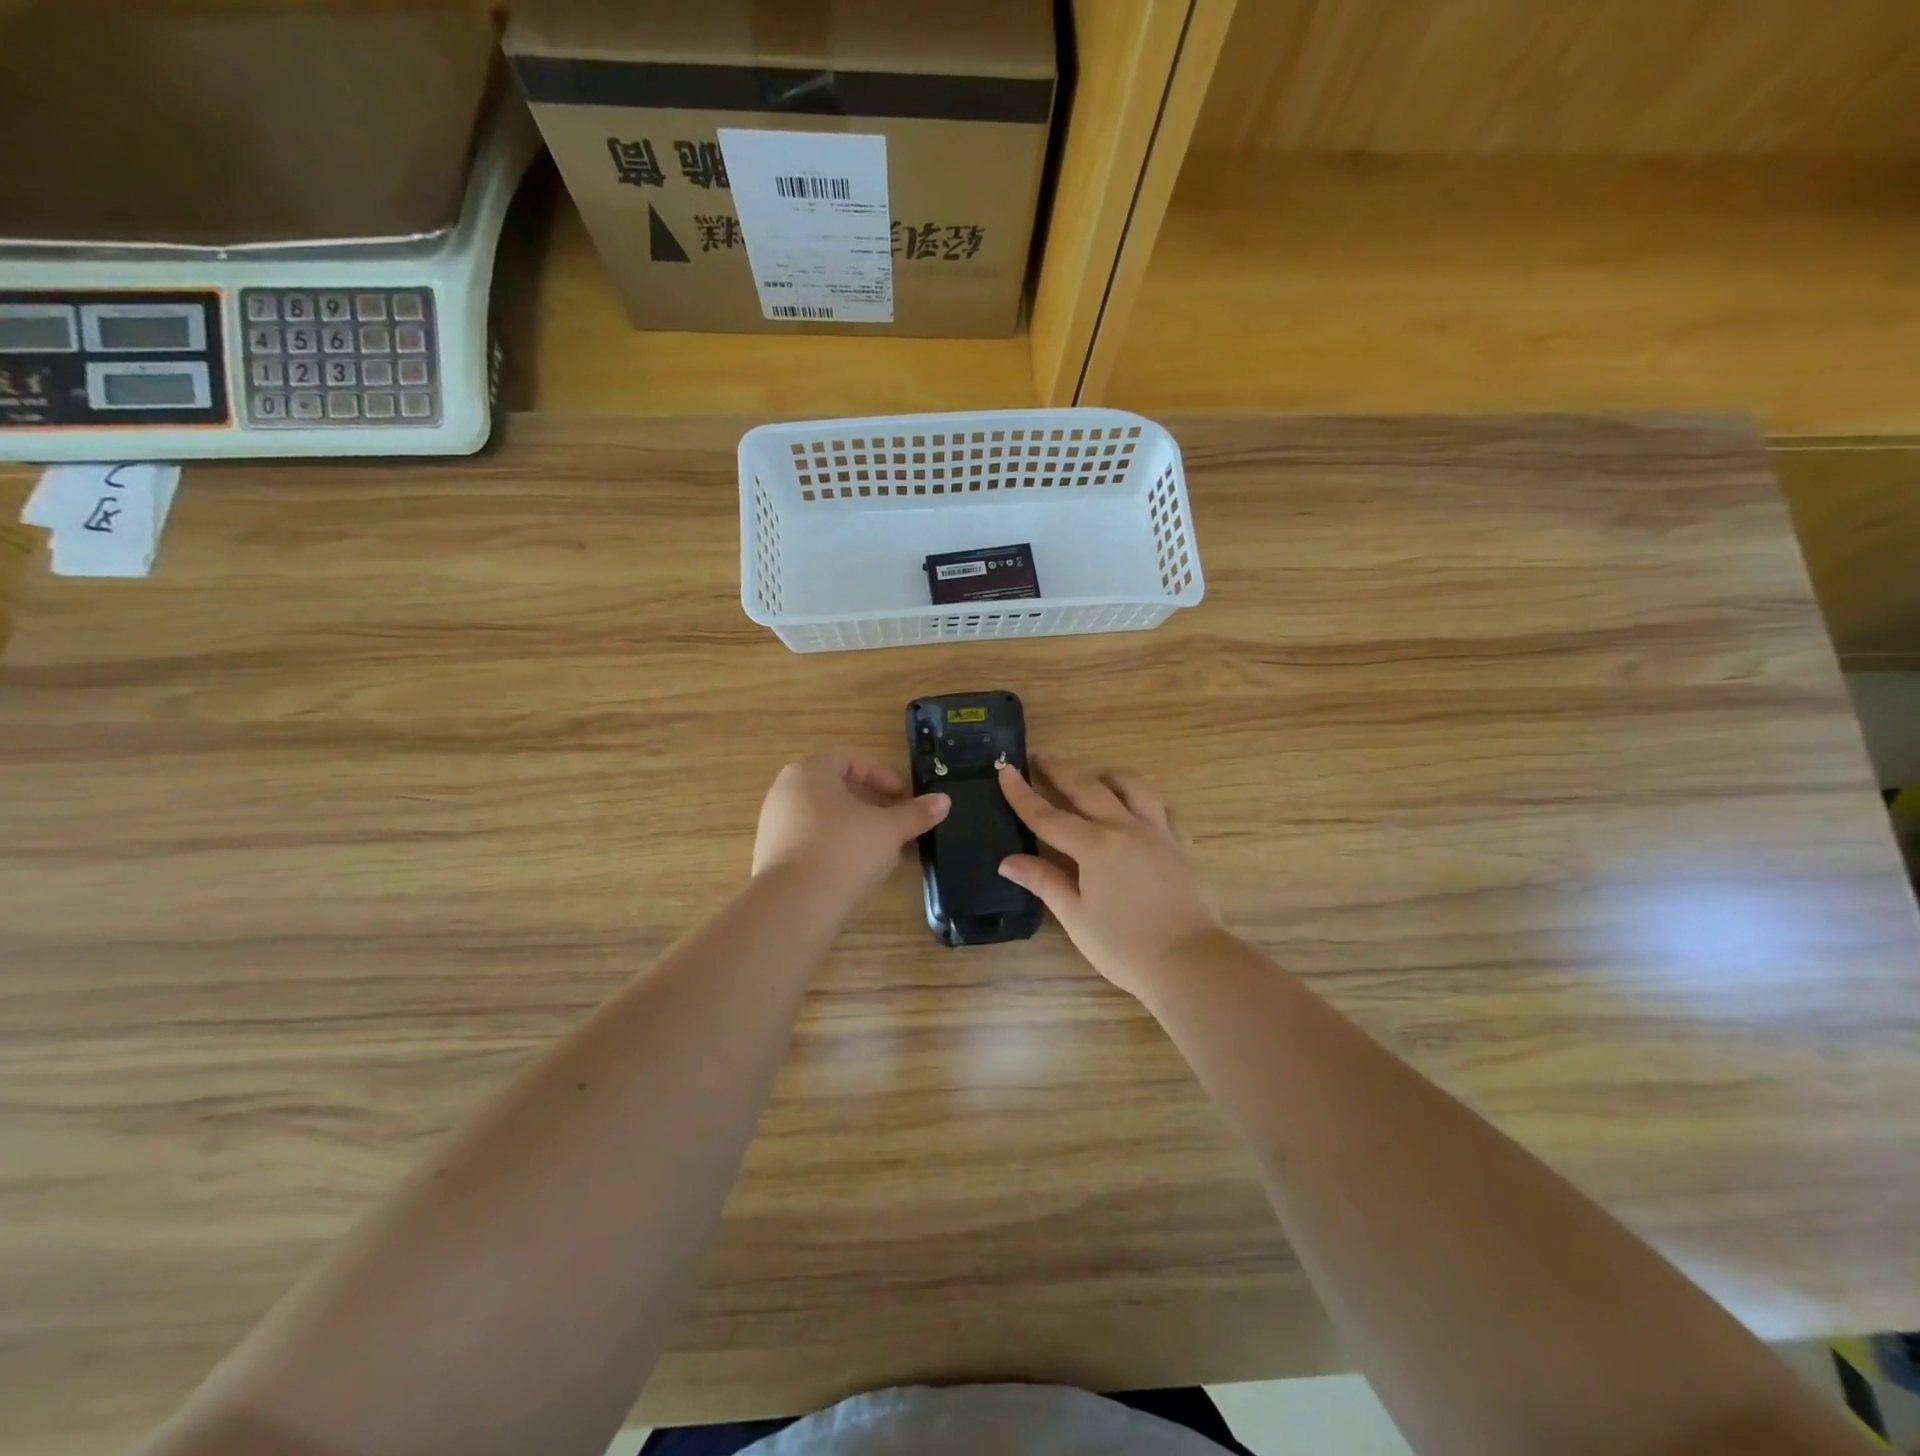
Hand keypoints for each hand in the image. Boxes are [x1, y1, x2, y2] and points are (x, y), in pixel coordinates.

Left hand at [753, 751, 949, 903]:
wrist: (794, 905)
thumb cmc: (844, 849)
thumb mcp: (888, 830)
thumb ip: (915, 814)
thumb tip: (944, 801)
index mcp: (809, 773)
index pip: (847, 760)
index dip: (880, 775)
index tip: (902, 796)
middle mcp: (785, 793)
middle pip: (834, 789)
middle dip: (869, 804)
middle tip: (895, 821)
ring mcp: (774, 827)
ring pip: (822, 818)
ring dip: (854, 828)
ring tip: (881, 849)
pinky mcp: (771, 858)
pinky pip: (810, 843)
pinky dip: (835, 848)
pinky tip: (855, 871)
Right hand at [998, 757, 1222, 999]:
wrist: (1190, 962)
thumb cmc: (1124, 946)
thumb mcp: (1076, 917)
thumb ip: (1044, 882)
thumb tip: (1008, 862)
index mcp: (1094, 846)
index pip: (1048, 815)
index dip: (1022, 793)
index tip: (1005, 770)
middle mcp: (1125, 827)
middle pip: (1087, 787)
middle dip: (1060, 769)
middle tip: (1040, 758)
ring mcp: (1158, 831)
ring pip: (1131, 786)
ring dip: (1106, 775)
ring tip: (1092, 776)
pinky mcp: (1182, 843)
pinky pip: (1162, 808)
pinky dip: (1144, 800)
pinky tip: (1137, 809)